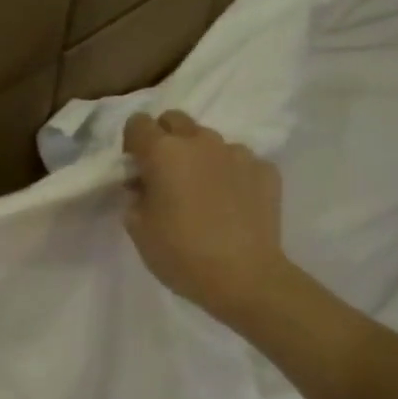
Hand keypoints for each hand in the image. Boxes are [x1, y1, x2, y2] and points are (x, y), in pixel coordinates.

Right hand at [123, 110, 290, 329]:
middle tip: (164, 175)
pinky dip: (229, 175)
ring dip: (199, 157)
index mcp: (163, 153)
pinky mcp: (265, 169)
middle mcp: (201, 142)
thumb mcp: (138, 228)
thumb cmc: (180, 254)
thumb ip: (135, 197)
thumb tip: (143, 185)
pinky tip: (230, 204)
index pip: (138, 123)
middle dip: (164, 139)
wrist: (244, 277)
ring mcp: (238, 153)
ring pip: (209, 141)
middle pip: (175, 120)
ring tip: (201, 193)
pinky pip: (239, 162)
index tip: (135, 168)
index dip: (132, 143)